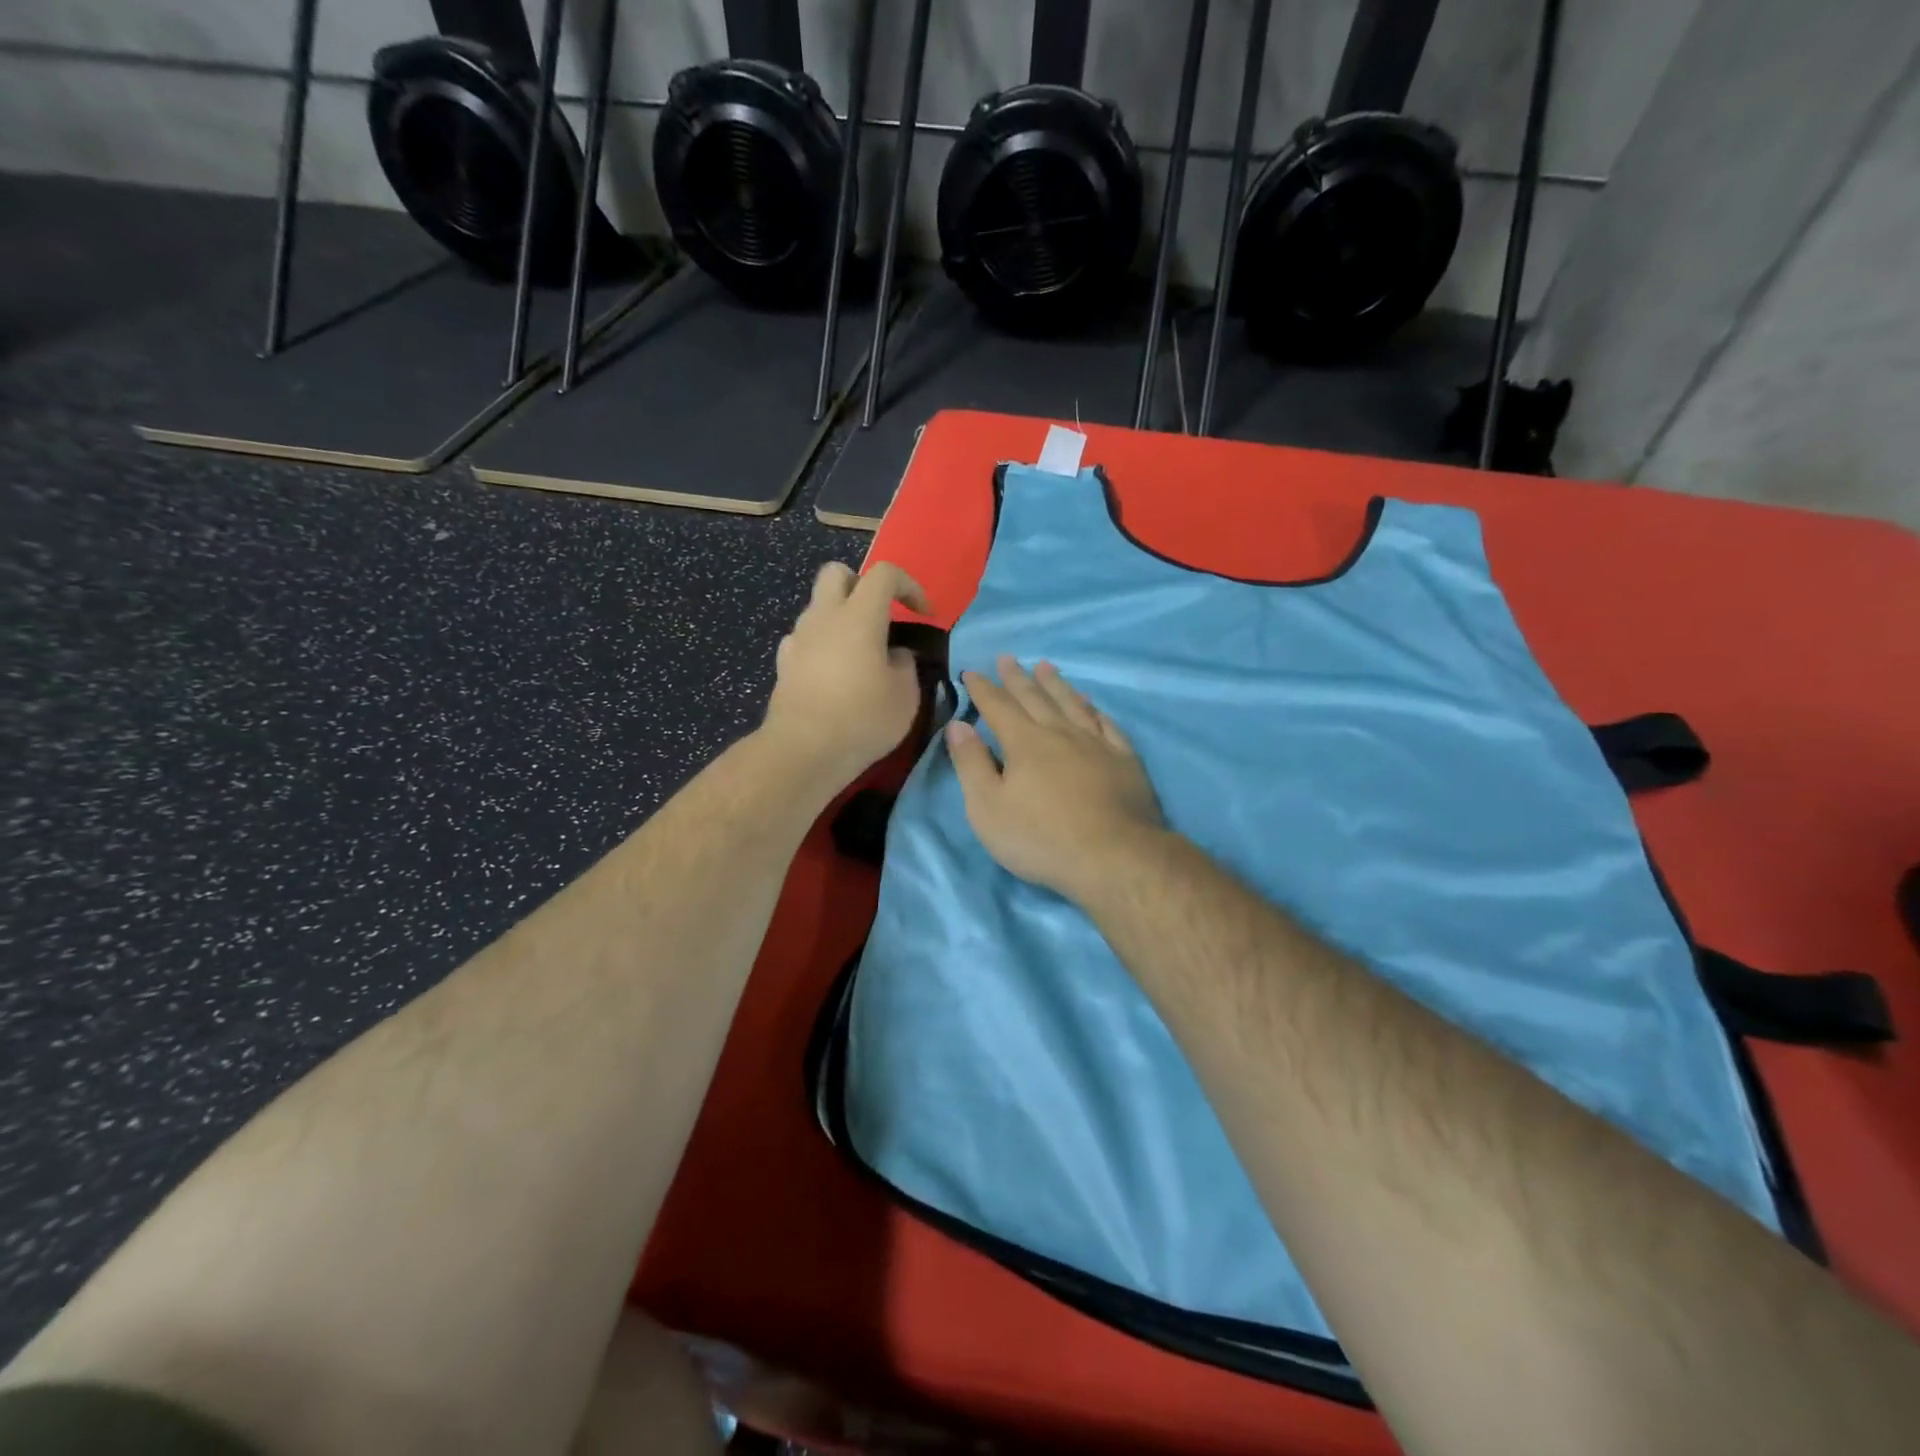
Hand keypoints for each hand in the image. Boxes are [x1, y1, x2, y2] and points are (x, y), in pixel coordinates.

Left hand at [761, 560, 930, 785]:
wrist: (803, 751)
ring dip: (841, 618)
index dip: (909, 585)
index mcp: (858, 617)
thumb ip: (905, 665)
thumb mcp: (905, 696)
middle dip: (861, 585)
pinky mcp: (784, 664)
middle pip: (837, 573)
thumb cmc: (862, 719)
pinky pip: (805, 638)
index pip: (884, 573)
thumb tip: (896, 655)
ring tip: (860, 653)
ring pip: (819, 607)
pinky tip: (834, 674)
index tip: (923, 615)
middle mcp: (823, 617)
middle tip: (880, 616)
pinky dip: (823, 645)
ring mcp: (798, 639)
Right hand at [946, 656, 1164, 899]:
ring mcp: (1097, 744)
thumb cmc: (1041, 838)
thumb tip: (957, 725)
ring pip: (1073, 704)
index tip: (971, 671)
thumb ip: (971, 764)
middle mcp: (1061, 733)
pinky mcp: (1125, 761)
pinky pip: (1107, 725)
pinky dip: (1095, 710)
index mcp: (1025, 743)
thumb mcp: (988, 808)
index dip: (983, 689)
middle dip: (1017, 677)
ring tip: (1046, 666)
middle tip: (1007, 658)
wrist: (1113, 858)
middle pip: (1036, 698)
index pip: (998, 707)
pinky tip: (1092, 705)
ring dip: (1056, 684)